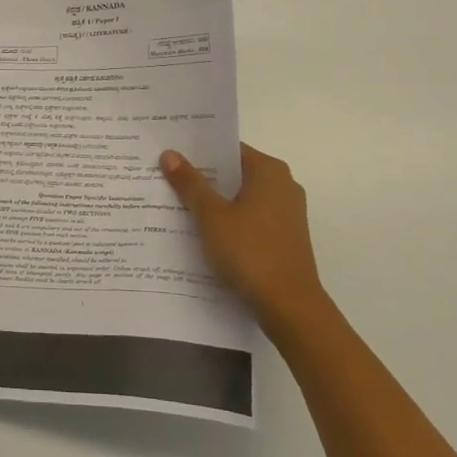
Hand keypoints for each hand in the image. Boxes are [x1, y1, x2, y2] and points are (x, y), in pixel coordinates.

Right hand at [159, 143, 323, 322]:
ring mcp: (287, 214)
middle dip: (203, 177)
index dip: (198, 151)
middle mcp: (283, 186)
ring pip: (242, 198)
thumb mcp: (211, 215)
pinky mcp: (285, 238)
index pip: (228, 149)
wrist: (290, 307)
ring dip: (214, 202)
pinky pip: (250, 219)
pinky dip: (229, 221)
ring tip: (177, 204)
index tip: (170, 153)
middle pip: (234, 173)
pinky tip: (203, 233)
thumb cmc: (250, 251)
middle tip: (165, 177)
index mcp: (269, 171)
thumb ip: (190, 183)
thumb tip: (170, 153)